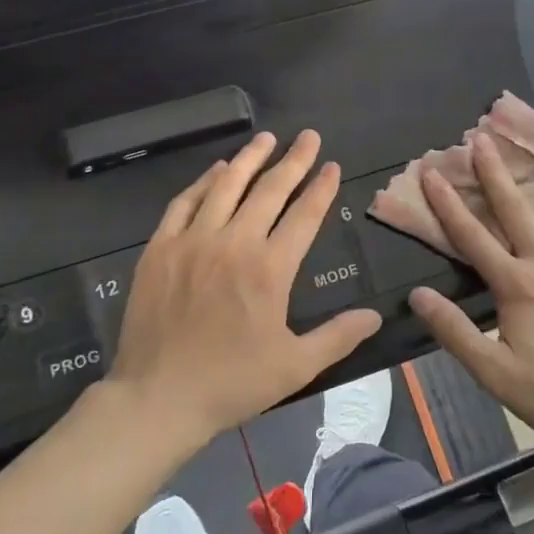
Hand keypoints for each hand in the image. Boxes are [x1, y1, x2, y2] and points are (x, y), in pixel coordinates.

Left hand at [108, 130, 382, 450]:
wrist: (158, 397)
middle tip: (309, 136)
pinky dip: (204, 181)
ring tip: (267, 137)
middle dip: (294, 160)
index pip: (304, 215)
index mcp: (270, 269)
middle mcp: (234, 243)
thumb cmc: (232, 383)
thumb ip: (338, 336)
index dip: (321, 188)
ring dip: (250, 158)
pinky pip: (185, 202)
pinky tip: (217, 169)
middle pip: (269, 190)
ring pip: (226, 185)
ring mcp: (193, 241)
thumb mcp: (295, 366)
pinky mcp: (161, 247)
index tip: (332, 165)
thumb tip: (375, 315)